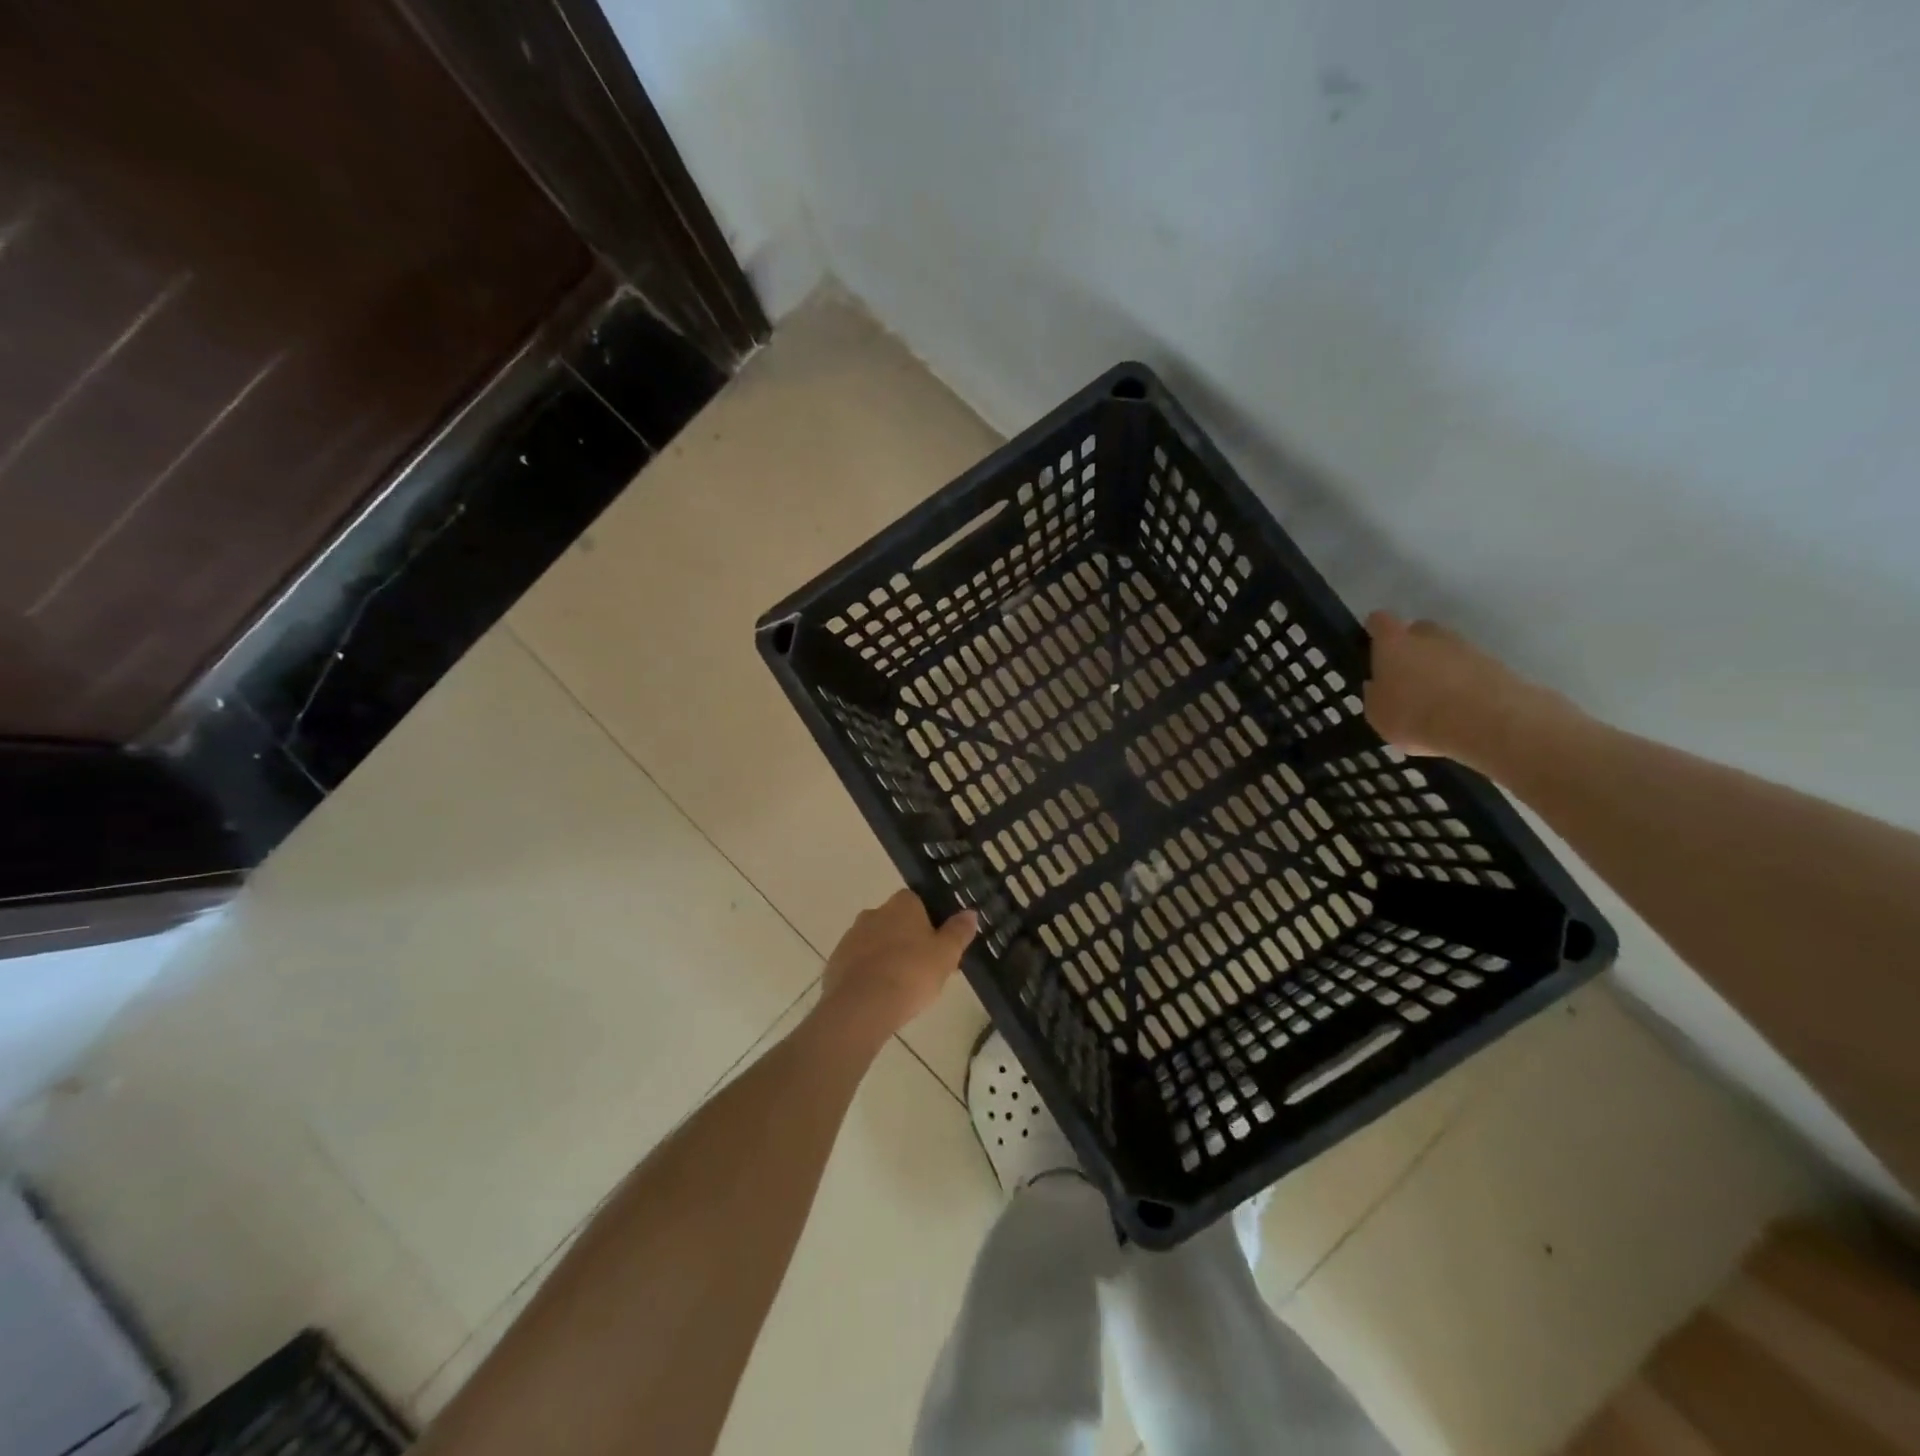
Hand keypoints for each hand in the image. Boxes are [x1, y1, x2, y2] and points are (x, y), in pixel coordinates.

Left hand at [816, 890, 976, 1045]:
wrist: (861, 1006)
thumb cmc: (911, 973)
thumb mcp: (946, 954)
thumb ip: (958, 932)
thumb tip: (970, 912)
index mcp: (902, 904)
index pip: (918, 901)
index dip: (929, 922)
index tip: (938, 945)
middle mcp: (874, 912)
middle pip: (896, 922)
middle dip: (908, 940)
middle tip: (924, 969)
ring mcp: (851, 937)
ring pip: (876, 942)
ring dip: (887, 957)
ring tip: (902, 988)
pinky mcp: (836, 962)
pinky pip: (859, 963)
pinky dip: (869, 974)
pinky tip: (880, 997)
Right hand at [1364, 611, 1570, 770]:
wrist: (1487, 722)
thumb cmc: (1416, 715)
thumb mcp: (1377, 714)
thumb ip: (1375, 694)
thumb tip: (1379, 685)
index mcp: (1393, 643)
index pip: (1379, 621)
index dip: (1374, 632)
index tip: (1372, 647)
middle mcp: (1429, 636)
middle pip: (1417, 632)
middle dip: (1410, 649)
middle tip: (1404, 678)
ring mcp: (1465, 647)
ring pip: (1445, 651)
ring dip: (1438, 668)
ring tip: (1434, 701)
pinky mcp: (1494, 664)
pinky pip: (1468, 669)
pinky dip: (1462, 683)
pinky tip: (1458, 709)